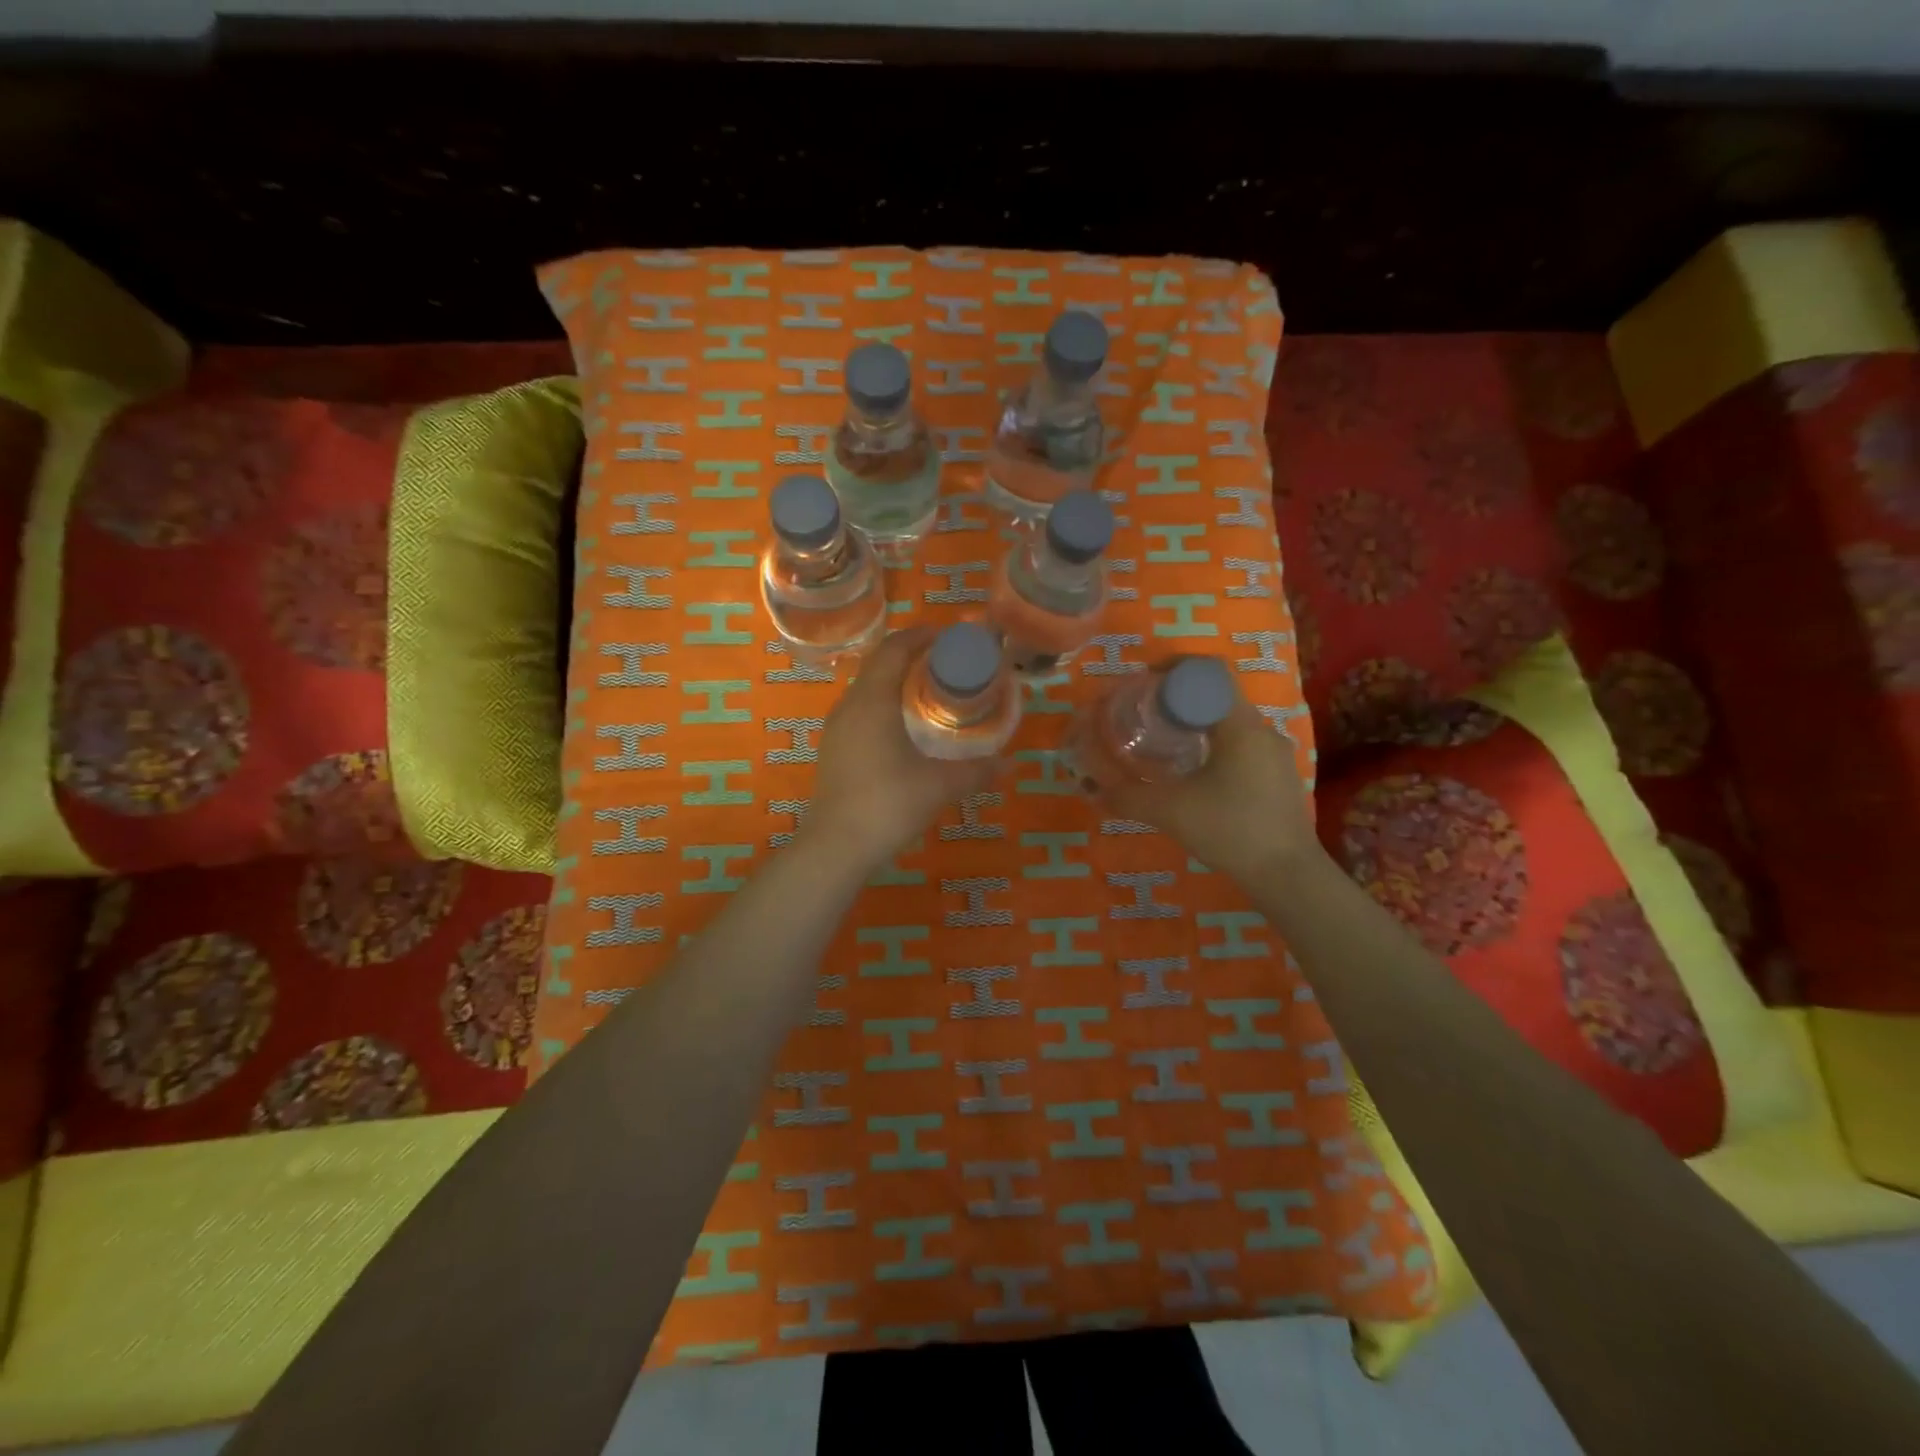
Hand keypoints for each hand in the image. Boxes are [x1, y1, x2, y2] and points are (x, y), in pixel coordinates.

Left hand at [801, 626, 997, 873]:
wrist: (836, 846)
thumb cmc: (888, 804)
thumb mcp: (939, 786)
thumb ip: (976, 771)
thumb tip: (1009, 765)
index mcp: (872, 701)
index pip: (893, 649)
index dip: (920, 636)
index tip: (947, 635)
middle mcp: (849, 706)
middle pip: (878, 665)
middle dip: (910, 656)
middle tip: (945, 662)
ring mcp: (836, 729)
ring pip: (867, 689)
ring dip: (895, 681)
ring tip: (929, 690)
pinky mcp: (833, 750)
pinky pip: (860, 710)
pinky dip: (884, 704)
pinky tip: (904, 727)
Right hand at [1102, 691, 1319, 885]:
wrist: (1288, 875)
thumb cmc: (1230, 830)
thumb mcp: (1170, 811)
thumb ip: (1128, 796)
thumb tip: (1091, 789)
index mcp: (1240, 726)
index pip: (1211, 673)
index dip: (1176, 668)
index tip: (1146, 681)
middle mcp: (1263, 731)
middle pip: (1219, 697)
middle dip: (1181, 700)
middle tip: (1148, 716)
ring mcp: (1276, 755)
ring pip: (1231, 725)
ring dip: (1199, 726)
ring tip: (1168, 746)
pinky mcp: (1280, 778)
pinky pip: (1243, 747)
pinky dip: (1216, 748)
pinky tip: (1197, 777)